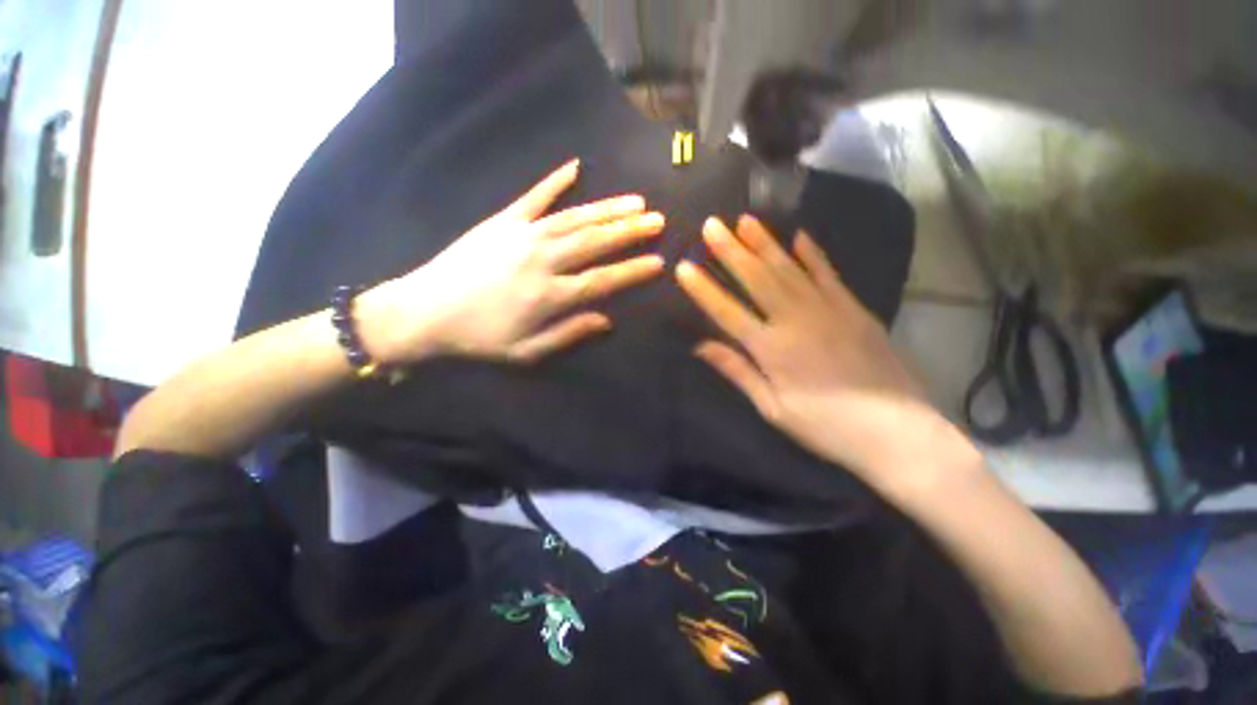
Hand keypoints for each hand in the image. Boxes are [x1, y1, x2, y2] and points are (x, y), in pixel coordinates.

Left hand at [361, 159, 664, 363]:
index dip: (632, 271)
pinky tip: (575, 166)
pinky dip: (555, 181)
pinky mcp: (502, 221)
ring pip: (574, 218)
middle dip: (630, 232)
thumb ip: (568, 333)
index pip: (602, 280)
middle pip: (594, 242)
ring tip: (635, 201)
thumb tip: (607, 320)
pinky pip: (533, 196)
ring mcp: (522, 235)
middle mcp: (542, 260)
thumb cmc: (478, 338)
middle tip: (658, 220)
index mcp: (549, 296)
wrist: (424, 311)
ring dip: (607, 208)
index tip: (658, 262)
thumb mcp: (526, 352)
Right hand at [676, 215, 963, 487]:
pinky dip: (812, 254)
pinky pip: (828, 274)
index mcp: (771, 348)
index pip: (726, 311)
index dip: (703, 289)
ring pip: (788, 268)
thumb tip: (700, 346)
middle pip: (756, 278)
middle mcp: (795, 319)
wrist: (896, 431)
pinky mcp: (854, 308)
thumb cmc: (825, 426)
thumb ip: (737, 371)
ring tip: (746, 220)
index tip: (684, 266)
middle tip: (711, 225)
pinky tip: (800, 236)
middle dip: (730, 250)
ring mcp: (828, 309)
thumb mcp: (772, 408)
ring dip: (765, 243)